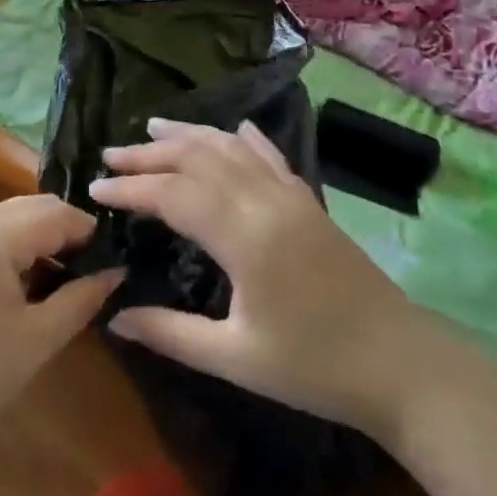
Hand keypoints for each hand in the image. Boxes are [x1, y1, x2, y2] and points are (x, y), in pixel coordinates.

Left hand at [0, 196, 122, 458]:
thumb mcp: (38, 339)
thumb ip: (82, 297)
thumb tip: (116, 272)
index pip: (56, 212)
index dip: (91, 233)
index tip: (118, 260)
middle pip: (30, 210)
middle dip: (66, 234)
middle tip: (96, 272)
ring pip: (6, 223)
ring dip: (38, 243)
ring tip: (65, 284)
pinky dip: (10, 254)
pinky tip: (23, 291)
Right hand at [90, 119, 416, 434]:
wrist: (401, 365)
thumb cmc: (314, 368)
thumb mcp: (234, 358)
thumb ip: (170, 333)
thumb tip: (114, 318)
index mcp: (245, 237)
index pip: (174, 195)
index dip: (131, 188)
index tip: (95, 190)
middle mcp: (266, 202)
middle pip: (199, 159)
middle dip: (151, 154)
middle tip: (111, 155)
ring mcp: (293, 196)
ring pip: (233, 148)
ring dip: (190, 135)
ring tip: (153, 127)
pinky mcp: (310, 202)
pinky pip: (270, 156)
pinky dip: (244, 138)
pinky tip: (233, 128)